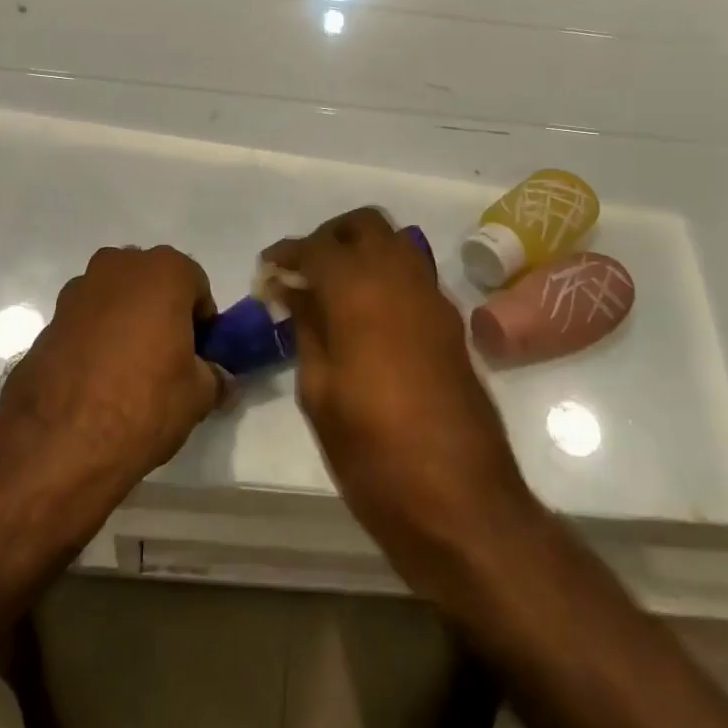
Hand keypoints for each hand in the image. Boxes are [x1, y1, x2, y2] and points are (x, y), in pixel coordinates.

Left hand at [0, 246, 224, 502]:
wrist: (57, 443)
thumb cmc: (143, 404)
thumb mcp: (198, 395)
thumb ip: (214, 377)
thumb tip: (217, 378)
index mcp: (162, 271)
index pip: (196, 285)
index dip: (202, 321)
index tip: (199, 354)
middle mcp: (118, 267)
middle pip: (152, 283)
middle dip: (162, 312)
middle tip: (167, 358)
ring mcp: (76, 291)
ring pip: (115, 299)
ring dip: (126, 322)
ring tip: (128, 372)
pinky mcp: (47, 321)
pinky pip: (85, 322)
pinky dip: (95, 340)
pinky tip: (97, 381)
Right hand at [263, 209, 537, 588]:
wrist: (461, 502)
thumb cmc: (374, 453)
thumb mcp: (320, 392)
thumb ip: (307, 328)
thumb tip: (294, 291)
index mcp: (360, 293)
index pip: (317, 247)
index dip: (287, 253)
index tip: (266, 272)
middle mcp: (402, 280)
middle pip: (365, 225)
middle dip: (328, 237)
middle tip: (302, 272)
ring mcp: (434, 299)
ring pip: (396, 242)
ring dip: (362, 250)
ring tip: (333, 290)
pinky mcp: (452, 323)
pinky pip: (415, 274)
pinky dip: (386, 274)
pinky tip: (366, 315)